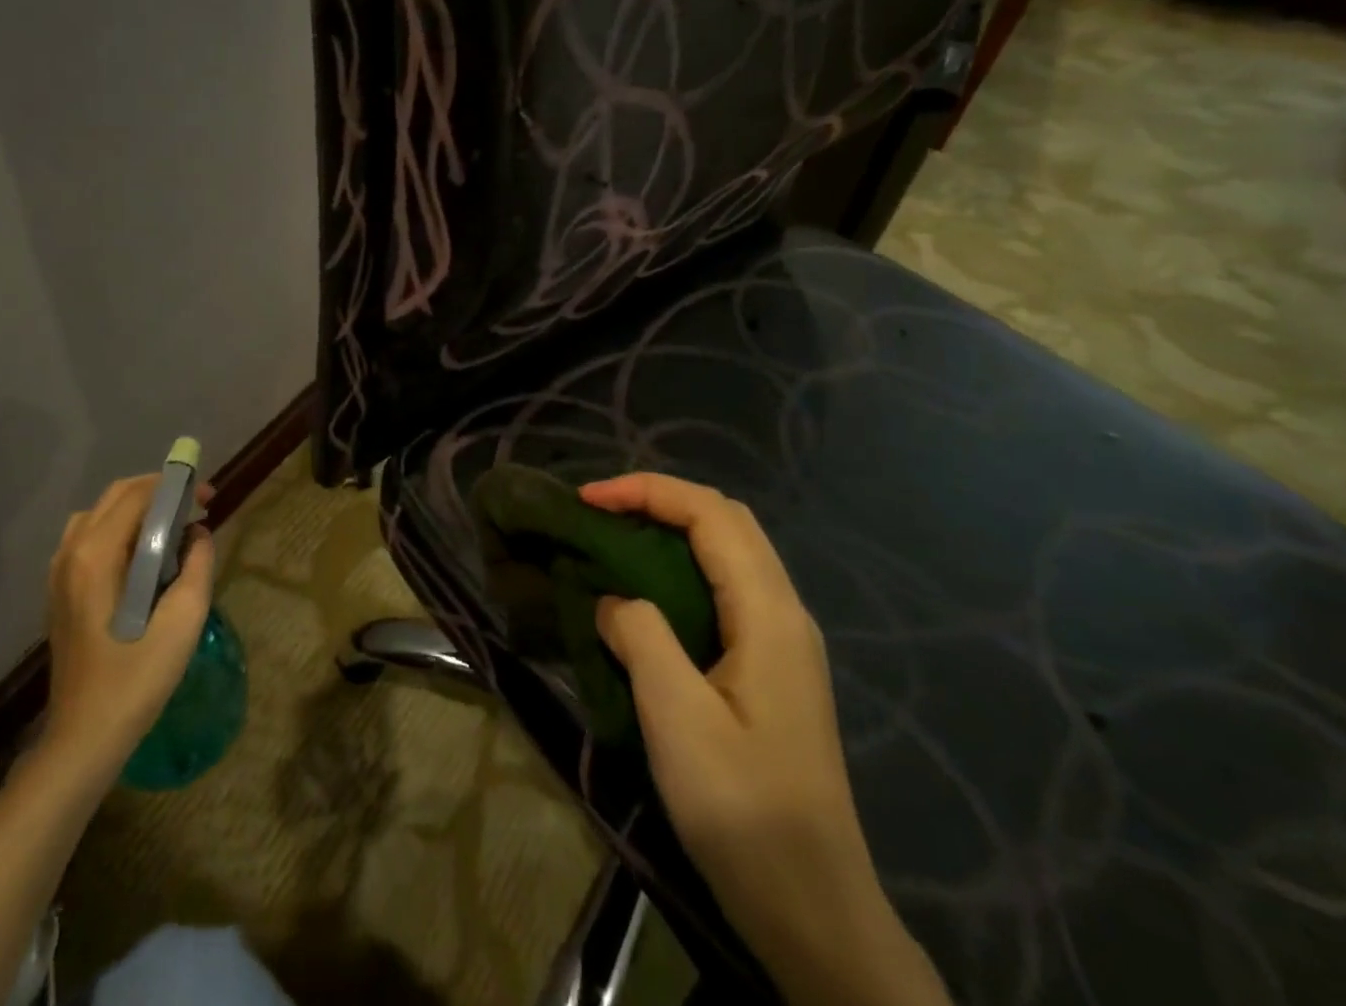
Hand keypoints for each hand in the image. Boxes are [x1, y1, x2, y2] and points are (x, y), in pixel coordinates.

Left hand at [38, 474, 215, 779]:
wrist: (84, 737)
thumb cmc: (136, 678)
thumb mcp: (183, 620)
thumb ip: (197, 565)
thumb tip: (198, 533)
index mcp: (96, 555)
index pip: (138, 495)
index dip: (177, 486)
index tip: (209, 497)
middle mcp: (71, 553)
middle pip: (116, 496)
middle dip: (159, 492)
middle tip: (197, 508)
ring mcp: (59, 572)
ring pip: (100, 514)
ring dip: (138, 508)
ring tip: (172, 527)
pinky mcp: (59, 590)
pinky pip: (88, 537)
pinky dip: (119, 529)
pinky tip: (143, 556)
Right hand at [582, 473, 946, 1005]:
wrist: (814, 910)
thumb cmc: (743, 811)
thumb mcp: (676, 718)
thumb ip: (640, 636)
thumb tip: (612, 599)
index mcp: (769, 614)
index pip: (710, 514)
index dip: (647, 490)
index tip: (588, 498)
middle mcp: (784, 612)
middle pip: (726, 520)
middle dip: (659, 499)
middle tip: (598, 511)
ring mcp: (782, 641)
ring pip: (728, 552)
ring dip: (670, 529)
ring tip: (613, 539)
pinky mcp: (771, 667)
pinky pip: (724, 588)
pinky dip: (679, 567)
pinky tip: (645, 594)